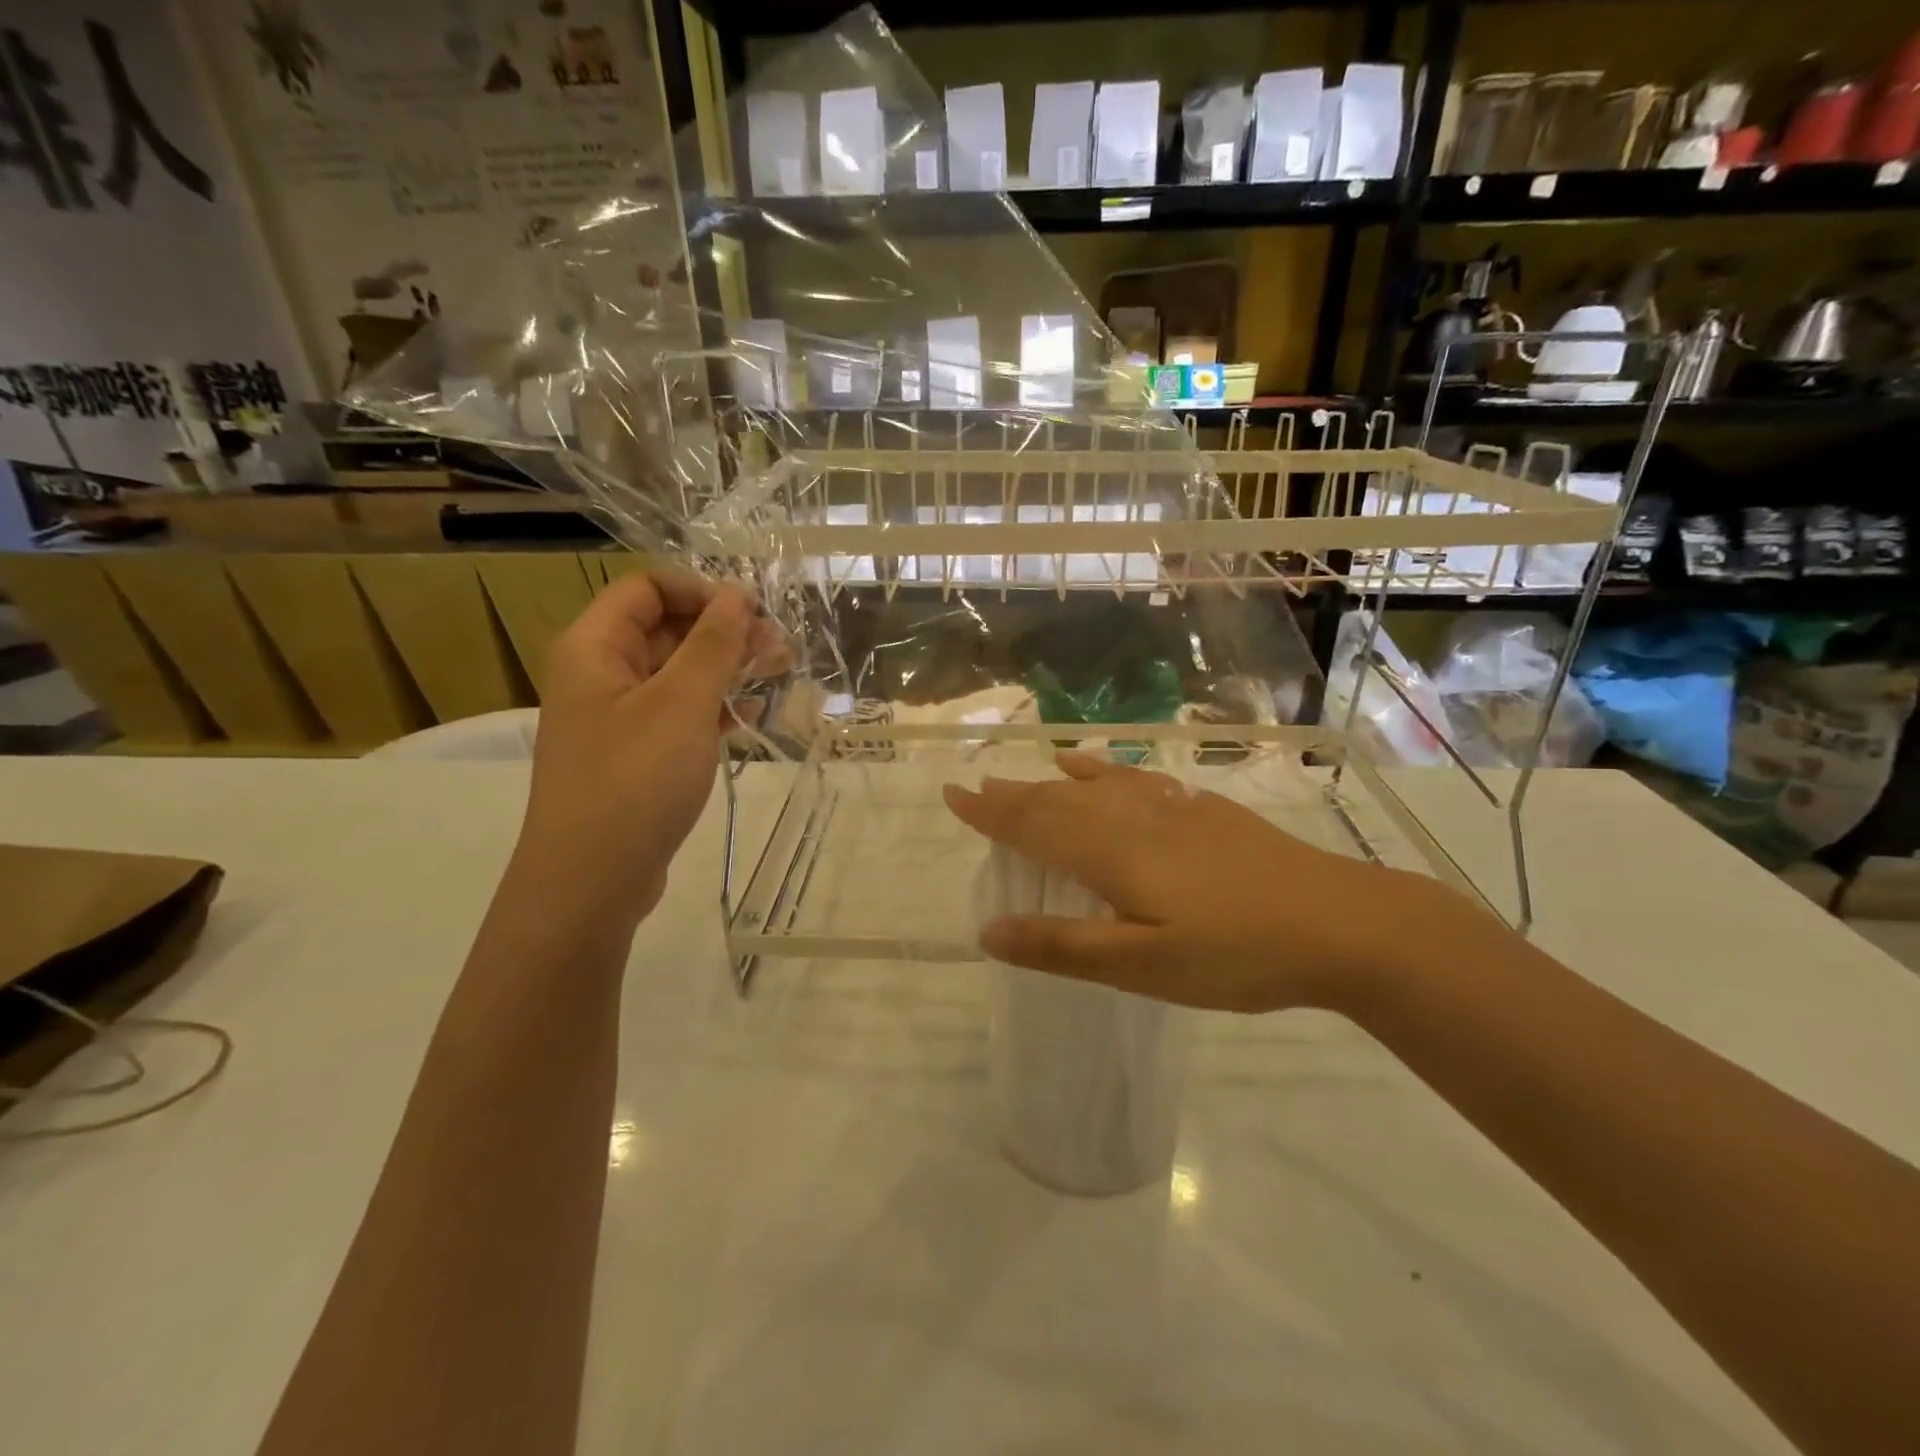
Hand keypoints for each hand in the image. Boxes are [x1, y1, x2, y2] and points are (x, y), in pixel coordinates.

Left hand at [518, 568, 785, 923]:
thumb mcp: (681, 703)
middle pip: (665, 629)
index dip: (701, 590)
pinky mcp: (636, 755)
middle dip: (724, 631)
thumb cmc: (634, 780)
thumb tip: (736, 596)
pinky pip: (679, 713)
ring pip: (677, 673)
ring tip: (781, 674)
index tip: (752, 613)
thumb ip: (712, 644)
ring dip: (727, 668)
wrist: (591, 880)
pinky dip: (715, 706)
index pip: (646, 588)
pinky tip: (753, 713)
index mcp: (595, 647)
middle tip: (781, 649)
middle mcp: (600, 674)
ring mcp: (617, 717)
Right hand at [943, 752, 1471, 1013]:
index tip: (953, 795)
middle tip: (979, 788)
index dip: (991, 813)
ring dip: (1056, 783)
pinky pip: (1139, 780)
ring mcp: (1174, 808)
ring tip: (1030, 776)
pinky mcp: (1206, 811)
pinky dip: (1109, 771)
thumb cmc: (1235, 953)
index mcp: (1111, 853)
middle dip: (1015, 796)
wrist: (1342, 923)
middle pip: (1060, 800)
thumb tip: (988, 932)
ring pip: (1098, 787)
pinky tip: (1102, 767)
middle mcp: (1133, 818)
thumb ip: (1063, 947)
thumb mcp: (1142, 965)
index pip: (1034, 825)